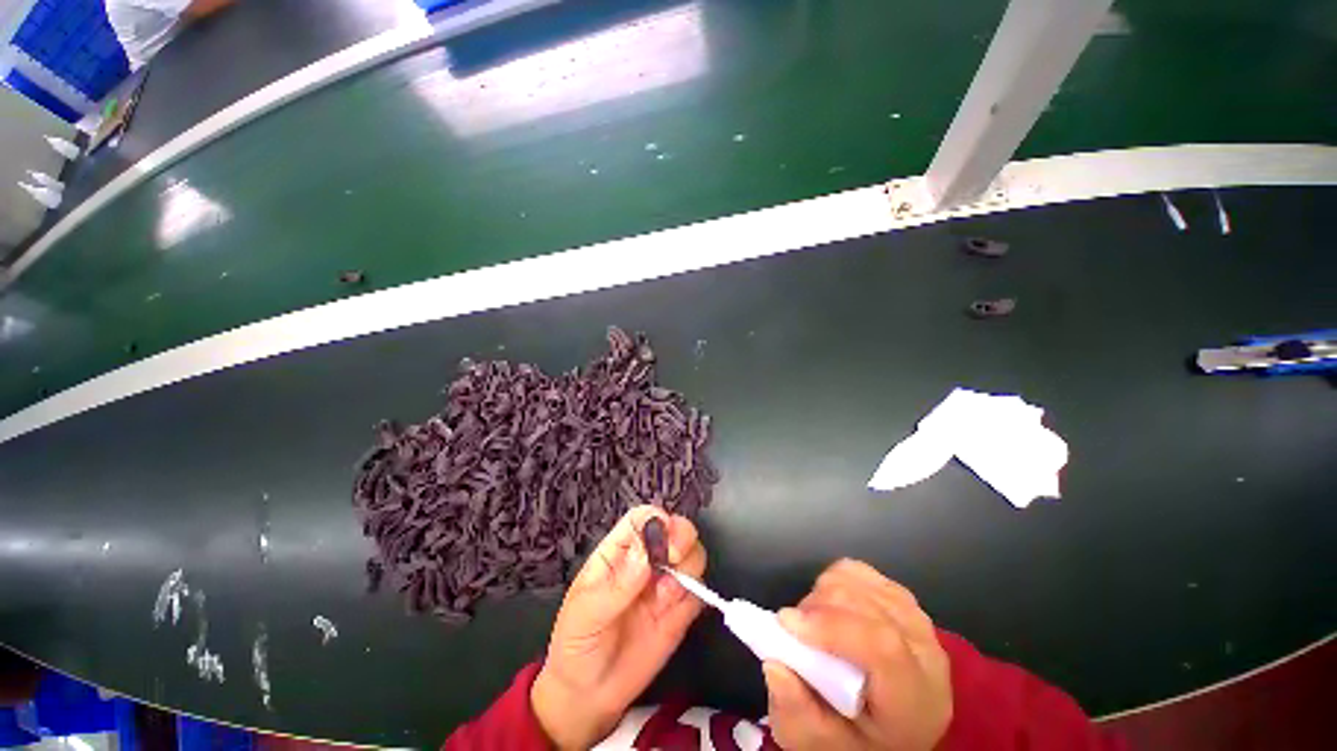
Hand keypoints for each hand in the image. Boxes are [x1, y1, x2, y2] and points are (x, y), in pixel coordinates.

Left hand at [531, 505, 706, 748]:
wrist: (589, 695)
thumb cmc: (576, 644)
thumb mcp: (586, 614)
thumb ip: (617, 586)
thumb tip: (644, 555)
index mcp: (619, 551)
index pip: (643, 519)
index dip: (657, 520)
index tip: (663, 540)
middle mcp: (647, 560)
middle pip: (676, 529)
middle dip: (682, 537)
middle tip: (673, 558)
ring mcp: (665, 584)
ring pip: (693, 555)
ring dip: (688, 568)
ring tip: (666, 597)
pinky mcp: (681, 611)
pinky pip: (700, 591)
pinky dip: (696, 595)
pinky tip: (675, 612)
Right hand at [763, 560, 951, 750]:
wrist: (893, 730)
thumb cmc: (856, 739)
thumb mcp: (820, 745)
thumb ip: (796, 714)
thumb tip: (774, 664)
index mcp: (914, 700)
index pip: (883, 647)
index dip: (830, 626)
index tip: (786, 623)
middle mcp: (925, 653)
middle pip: (865, 606)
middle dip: (816, 609)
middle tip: (794, 631)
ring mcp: (916, 619)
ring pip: (858, 582)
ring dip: (822, 595)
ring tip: (813, 624)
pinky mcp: (901, 598)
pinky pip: (858, 571)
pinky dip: (833, 581)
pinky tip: (830, 608)